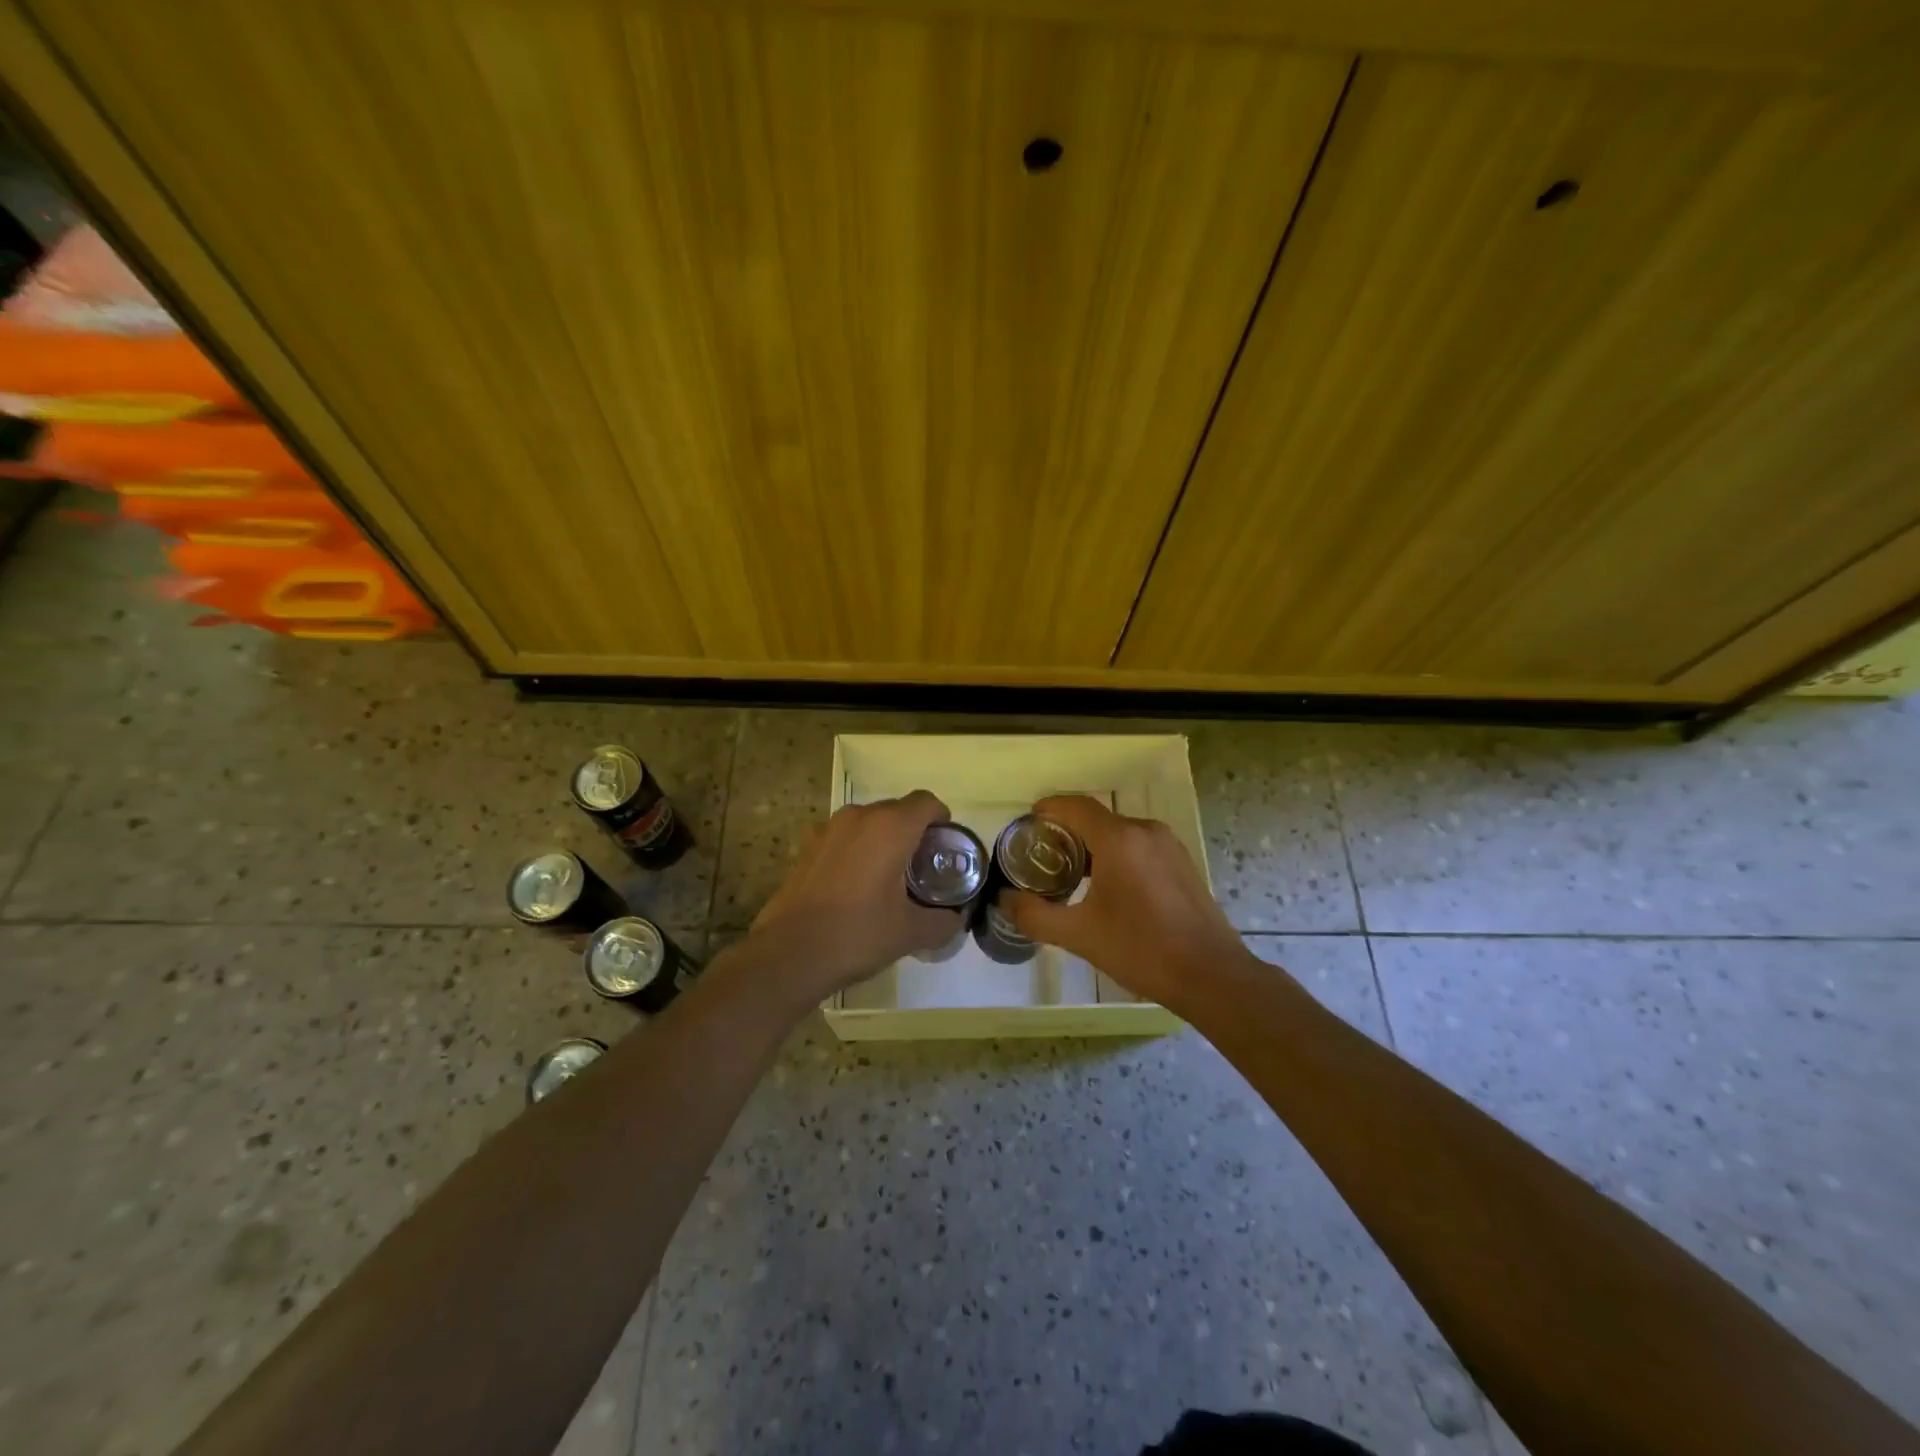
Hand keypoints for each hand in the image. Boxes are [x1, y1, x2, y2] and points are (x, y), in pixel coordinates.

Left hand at [749, 790, 964, 1004]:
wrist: (789, 953)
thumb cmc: (857, 933)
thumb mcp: (910, 933)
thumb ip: (942, 922)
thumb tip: (955, 920)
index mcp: (890, 827)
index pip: (926, 802)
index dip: (941, 818)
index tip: (945, 845)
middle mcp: (859, 816)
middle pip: (897, 810)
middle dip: (913, 831)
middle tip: (922, 867)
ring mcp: (828, 829)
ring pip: (868, 822)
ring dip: (883, 840)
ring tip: (888, 877)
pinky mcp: (807, 846)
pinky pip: (843, 837)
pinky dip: (856, 850)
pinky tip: (855, 886)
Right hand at [1001, 794, 1243, 1012]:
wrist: (1211, 976)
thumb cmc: (1141, 949)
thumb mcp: (1079, 935)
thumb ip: (1035, 915)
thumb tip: (1006, 901)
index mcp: (1119, 839)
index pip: (1076, 806)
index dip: (1050, 807)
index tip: (1029, 820)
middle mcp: (1145, 832)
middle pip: (1098, 819)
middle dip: (1068, 832)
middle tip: (1043, 857)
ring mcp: (1169, 846)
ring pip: (1121, 834)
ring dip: (1094, 846)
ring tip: (1072, 875)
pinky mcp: (1183, 864)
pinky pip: (1141, 847)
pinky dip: (1118, 856)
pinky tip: (1109, 888)